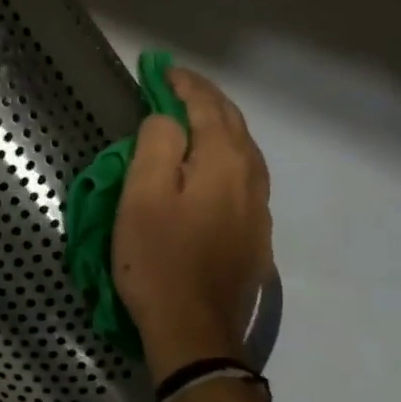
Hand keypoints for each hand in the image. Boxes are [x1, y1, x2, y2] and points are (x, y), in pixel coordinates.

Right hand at [112, 67, 272, 381]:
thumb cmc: (159, 260)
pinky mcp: (256, 232)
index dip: (183, 84)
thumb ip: (157, 145)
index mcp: (223, 161)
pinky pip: (246, 174)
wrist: (196, 331)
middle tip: (176, 85)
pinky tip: (214, 163)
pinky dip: (228, 153)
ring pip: (244, 148)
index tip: (161, 70)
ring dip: (220, 124)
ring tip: (195, 115)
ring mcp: (258, 207)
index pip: (206, 106)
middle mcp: (250, 176)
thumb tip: (167, 120)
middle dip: (205, 98)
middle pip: (232, 122)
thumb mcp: (142, 197)